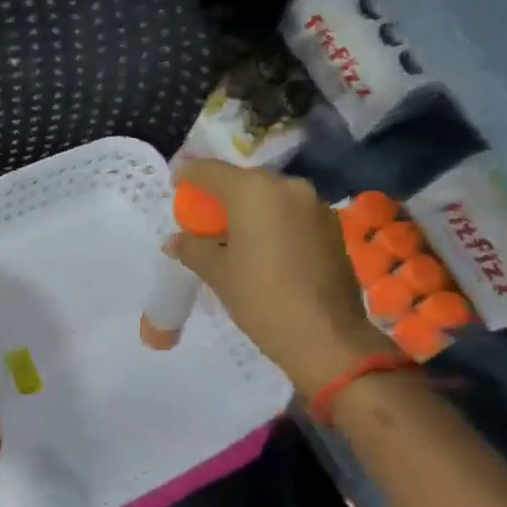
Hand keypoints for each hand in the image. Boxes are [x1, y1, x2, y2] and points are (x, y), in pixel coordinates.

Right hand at [168, 159, 393, 393]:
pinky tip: (264, 250)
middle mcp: (287, 187)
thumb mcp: (218, 274)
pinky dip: (273, 223)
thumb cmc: (261, 299)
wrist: (325, 335)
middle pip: (244, 182)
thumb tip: (175, 241)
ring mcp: (315, 205)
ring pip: (271, 198)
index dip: (189, 175)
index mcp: (254, 191)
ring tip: (233, 238)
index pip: (211, 170)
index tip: (175, 186)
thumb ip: (193, 249)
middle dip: (221, 196)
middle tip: (203, 219)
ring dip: (250, 211)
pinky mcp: (331, 226)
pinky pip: (292, 214)